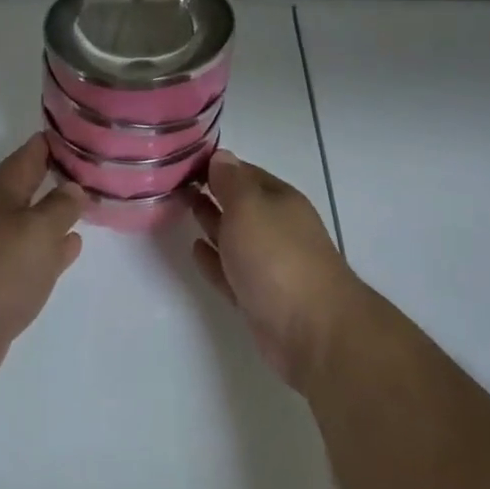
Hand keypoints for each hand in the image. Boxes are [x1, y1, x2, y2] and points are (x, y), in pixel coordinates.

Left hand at [0, 135, 83, 399]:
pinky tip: (71, 247)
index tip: (85, 132)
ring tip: (88, 203)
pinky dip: (52, 247)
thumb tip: (73, 187)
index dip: (57, 140)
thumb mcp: (39, 230)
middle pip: (30, 184)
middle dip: (59, 175)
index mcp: (2, 191)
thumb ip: (61, 205)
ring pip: (33, 219)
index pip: (31, 152)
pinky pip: (32, 253)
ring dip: (57, 212)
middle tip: (95, 167)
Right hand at [189, 151, 359, 391]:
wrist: (312, 332)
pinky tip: (195, 250)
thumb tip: (221, 156)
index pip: (244, 173)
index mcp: (279, 200)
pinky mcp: (259, 298)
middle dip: (213, 193)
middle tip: (177, 185)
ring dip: (212, 223)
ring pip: (235, 237)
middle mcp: (277, 227)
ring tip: (183, 210)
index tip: (184, 161)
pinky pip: (230, 271)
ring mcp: (270, 265)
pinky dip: (213, 260)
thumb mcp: (249, 208)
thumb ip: (231, 183)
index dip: (217, 166)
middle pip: (240, 204)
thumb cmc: (277, 257)